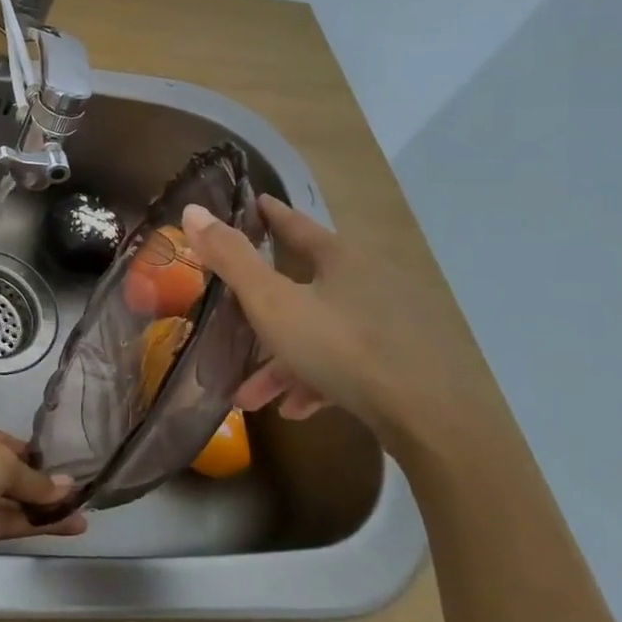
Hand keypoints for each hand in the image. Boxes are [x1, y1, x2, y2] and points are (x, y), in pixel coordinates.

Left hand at [0, 424, 88, 553]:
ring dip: (44, 511)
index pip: (11, 447)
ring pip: (11, 504)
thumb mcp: (3, 462)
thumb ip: (35, 480)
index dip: (39, 459)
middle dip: (44, 489)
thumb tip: (68, 486)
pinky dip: (30, 525)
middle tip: (82, 501)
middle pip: (13, 477)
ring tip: (81, 520)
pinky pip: (3, 523)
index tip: (67, 472)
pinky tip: (62, 527)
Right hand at [181, 197, 506, 455]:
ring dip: (281, 364)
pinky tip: (294, 410)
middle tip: (230, 323)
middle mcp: (367, 284)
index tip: (254, 203)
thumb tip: (193, 210)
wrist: (428, 418)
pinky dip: (314, 381)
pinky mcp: (398, 365)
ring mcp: (386, 326)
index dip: (271, 216)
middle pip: (302, 290)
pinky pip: (344, 365)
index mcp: (341, 260)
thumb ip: (231, 258)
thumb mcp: (272, 302)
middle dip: (261, 314)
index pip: (298, 226)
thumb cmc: (341, 346)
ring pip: (319, 335)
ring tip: (249, 396)